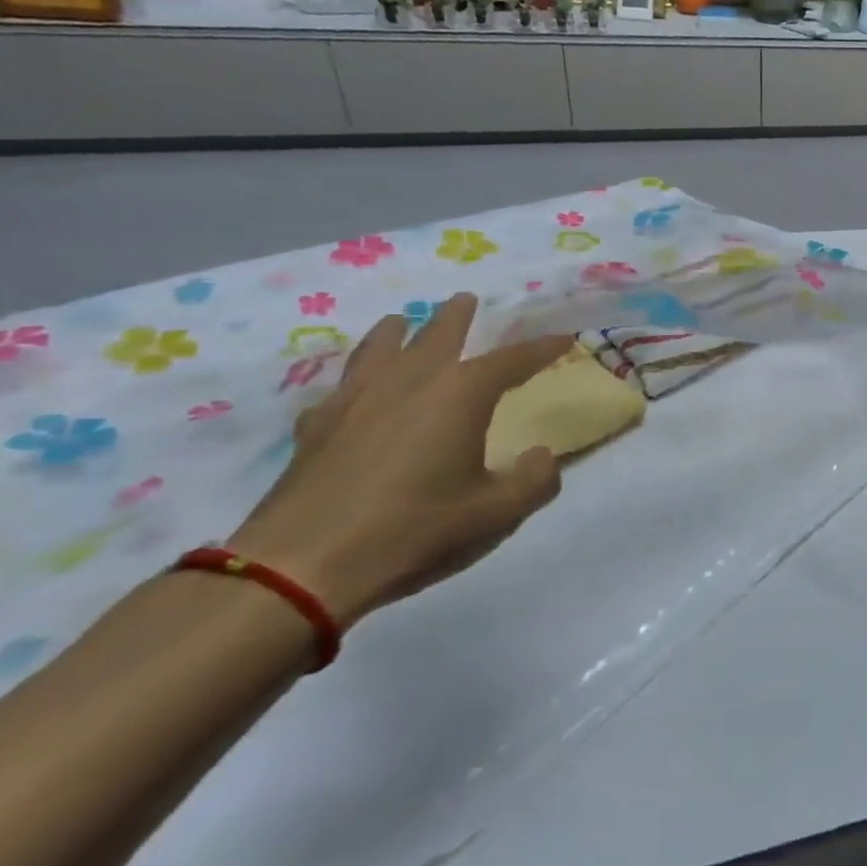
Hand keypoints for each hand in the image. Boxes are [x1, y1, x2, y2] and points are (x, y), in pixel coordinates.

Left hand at [229, 294, 574, 628]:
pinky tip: (352, 395)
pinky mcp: (315, 427)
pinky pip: (340, 389)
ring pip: (379, 348)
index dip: (542, 348)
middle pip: (438, 333)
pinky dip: (354, 383)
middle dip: (457, 315)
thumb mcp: (499, 513)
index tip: (563, 339)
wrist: (302, 566)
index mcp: (461, 393)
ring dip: (396, 332)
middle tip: (466, 299)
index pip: (513, 359)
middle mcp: (410, 381)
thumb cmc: (416, 529)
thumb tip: (543, 456)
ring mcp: (356, 400)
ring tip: (400, 322)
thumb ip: (536, 480)